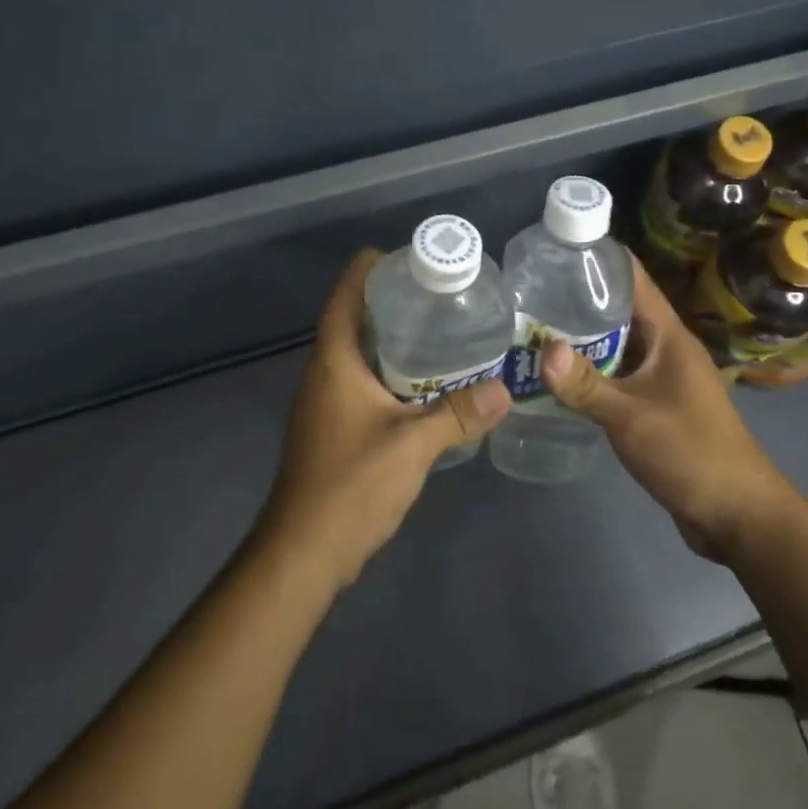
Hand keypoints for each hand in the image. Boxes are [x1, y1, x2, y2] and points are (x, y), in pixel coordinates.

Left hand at [256, 249, 512, 595]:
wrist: (304, 552)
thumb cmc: (350, 485)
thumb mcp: (412, 445)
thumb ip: (459, 415)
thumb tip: (504, 389)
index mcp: (333, 361)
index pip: (345, 294)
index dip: (371, 268)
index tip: (409, 256)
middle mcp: (324, 372)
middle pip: (354, 319)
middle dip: (392, 301)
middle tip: (439, 292)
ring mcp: (325, 401)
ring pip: (359, 352)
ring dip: (393, 338)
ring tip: (441, 329)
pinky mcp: (333, 426)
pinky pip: (363, 381)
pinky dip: (392, 371)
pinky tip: (426, 383)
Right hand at [539, 259, 788, 561]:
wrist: (737, 514)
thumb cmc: (691, 452)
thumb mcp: (632, 417)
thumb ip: (586, 385)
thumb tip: (542, 349)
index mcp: (669, 334)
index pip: (632, 278)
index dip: (597, 258)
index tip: (553, 247)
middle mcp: (665, 346)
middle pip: (619, 308)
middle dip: (577, 297)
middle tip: (527, 290)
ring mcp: (661, 376)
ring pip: (616, 343)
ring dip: (581, 336)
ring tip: (532, 326)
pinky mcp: (655, 403)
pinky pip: (617, 374)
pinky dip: (590, 369)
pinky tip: (557, 375)